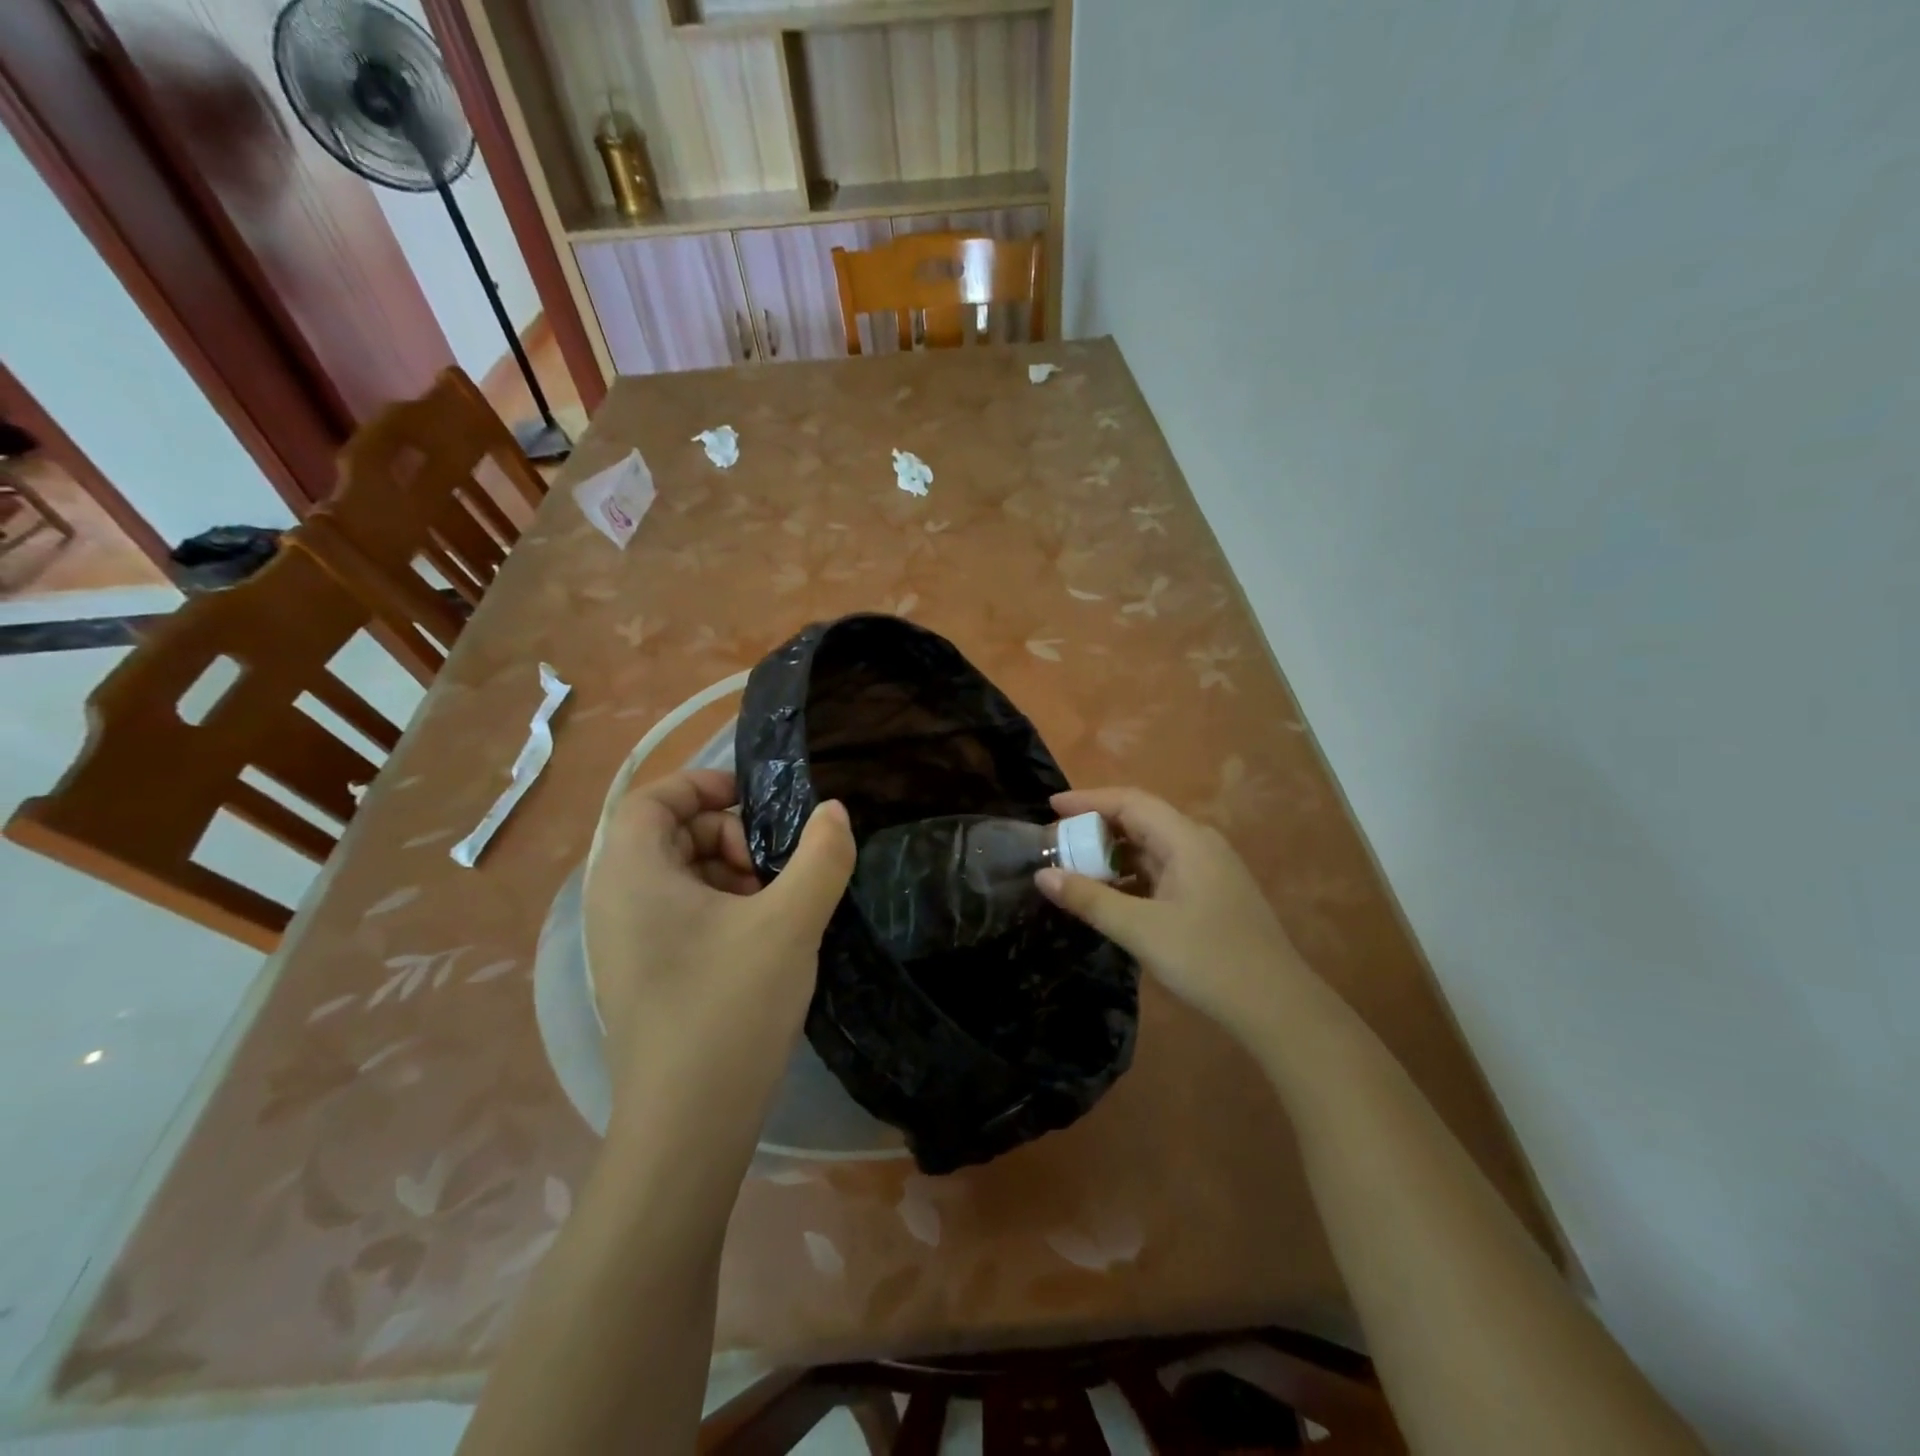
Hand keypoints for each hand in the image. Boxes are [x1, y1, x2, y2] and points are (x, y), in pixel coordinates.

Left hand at [583, 770, 853, 1127]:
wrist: (687, 1127)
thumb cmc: (728, 1007)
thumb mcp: (790, 923)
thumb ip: (822, 856)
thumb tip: (835, 811)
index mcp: (632, 875)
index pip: (653, 797)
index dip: (704, 785)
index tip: (757, 802)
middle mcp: (615, 902)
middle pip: (670, 834)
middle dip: (729, 836)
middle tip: (775, 868)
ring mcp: (625, 944)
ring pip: (680, 876)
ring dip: (732, 874)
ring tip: (775, 908)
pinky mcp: (643, 975)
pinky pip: (679, 915)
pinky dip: (722, 909)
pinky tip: (762, 941)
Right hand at [1036, 787, 1305, 1037]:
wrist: (1277, 1007)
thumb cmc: (1207, 959)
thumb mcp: (1140, 929)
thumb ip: (1089, 899)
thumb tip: (1043, 875)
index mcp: (1186, 840)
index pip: (1130, 802)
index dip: (1088, 800)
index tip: (1050, 808)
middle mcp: (1199, 844)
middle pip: (1140, 821)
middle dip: (1096, 828)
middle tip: (1057, 843)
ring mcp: (1208, 870)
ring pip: (1151, 848)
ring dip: (1113, 855)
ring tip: (1074, 869)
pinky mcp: (1210, 895)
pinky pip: (1162, 871)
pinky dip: (1131, 877)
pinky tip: (1110, 897)